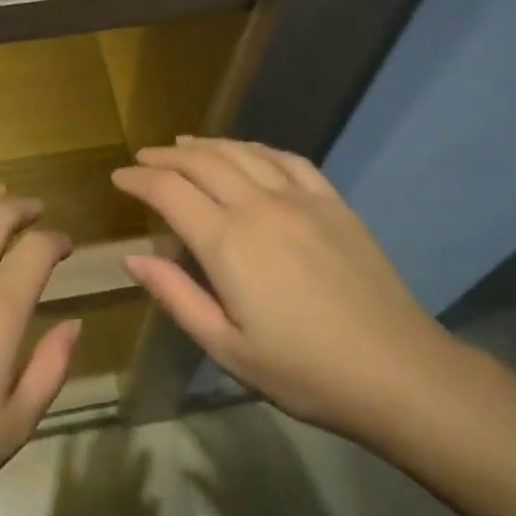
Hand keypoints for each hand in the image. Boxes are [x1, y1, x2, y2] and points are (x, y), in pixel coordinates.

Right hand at [111, 138, 455, 437]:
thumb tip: (133, 257)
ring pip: (241, 152)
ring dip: (206, 144)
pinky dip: (256, 147)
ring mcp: (299, 198)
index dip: (138, 180)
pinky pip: (287, 159)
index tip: (118, 178)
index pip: (169, 191)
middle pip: (201, 162)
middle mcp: (258, 206)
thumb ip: (176, 296)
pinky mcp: (332, 202)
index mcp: (227, 243)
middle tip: (142, 158)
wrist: (397, 371)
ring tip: (182, 144)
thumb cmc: (303, 371)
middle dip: (165, 156)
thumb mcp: (226, 347)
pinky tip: (246, 150)